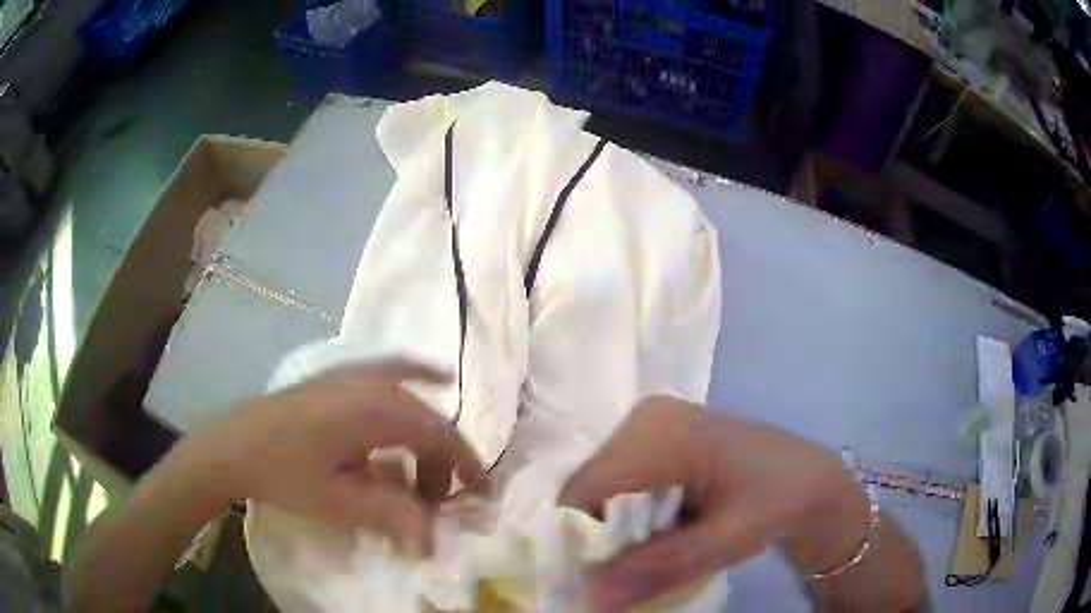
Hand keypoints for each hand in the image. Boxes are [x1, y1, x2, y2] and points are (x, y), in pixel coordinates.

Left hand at [182, 358, 489, 553]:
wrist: (234, 445)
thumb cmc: (284, 474)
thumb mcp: (338, 502)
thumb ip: (393, 515)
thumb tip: (435, 538)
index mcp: (376, 411)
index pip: (441, 437)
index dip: (467, 467)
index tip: (480, 496)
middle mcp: (373, 384)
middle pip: (428, 422)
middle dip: (442, 463)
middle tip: (433, 501)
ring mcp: (355, 375)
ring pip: (413, 400)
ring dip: (427, 436)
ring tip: (427, 470)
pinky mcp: (339, 378)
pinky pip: (391, 370)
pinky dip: (417, 375)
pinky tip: (433, 376)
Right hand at [559, 396, 870, 610]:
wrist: (812, 480)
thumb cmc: (778, 502)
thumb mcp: (727, 541)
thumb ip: (660, 568)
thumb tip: (591, 600)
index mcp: (665, 433)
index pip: (587, 487)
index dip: (581, 537)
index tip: (600, 577)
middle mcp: (647, 417)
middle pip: (589, 486)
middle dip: (600, 532)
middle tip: (635, 564)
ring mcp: (651, 420)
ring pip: (599, 486)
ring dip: (615, 525)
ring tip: (653, 545)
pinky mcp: (657, 433)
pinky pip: (617, 479)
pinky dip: (627, 512)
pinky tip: (660, 525)